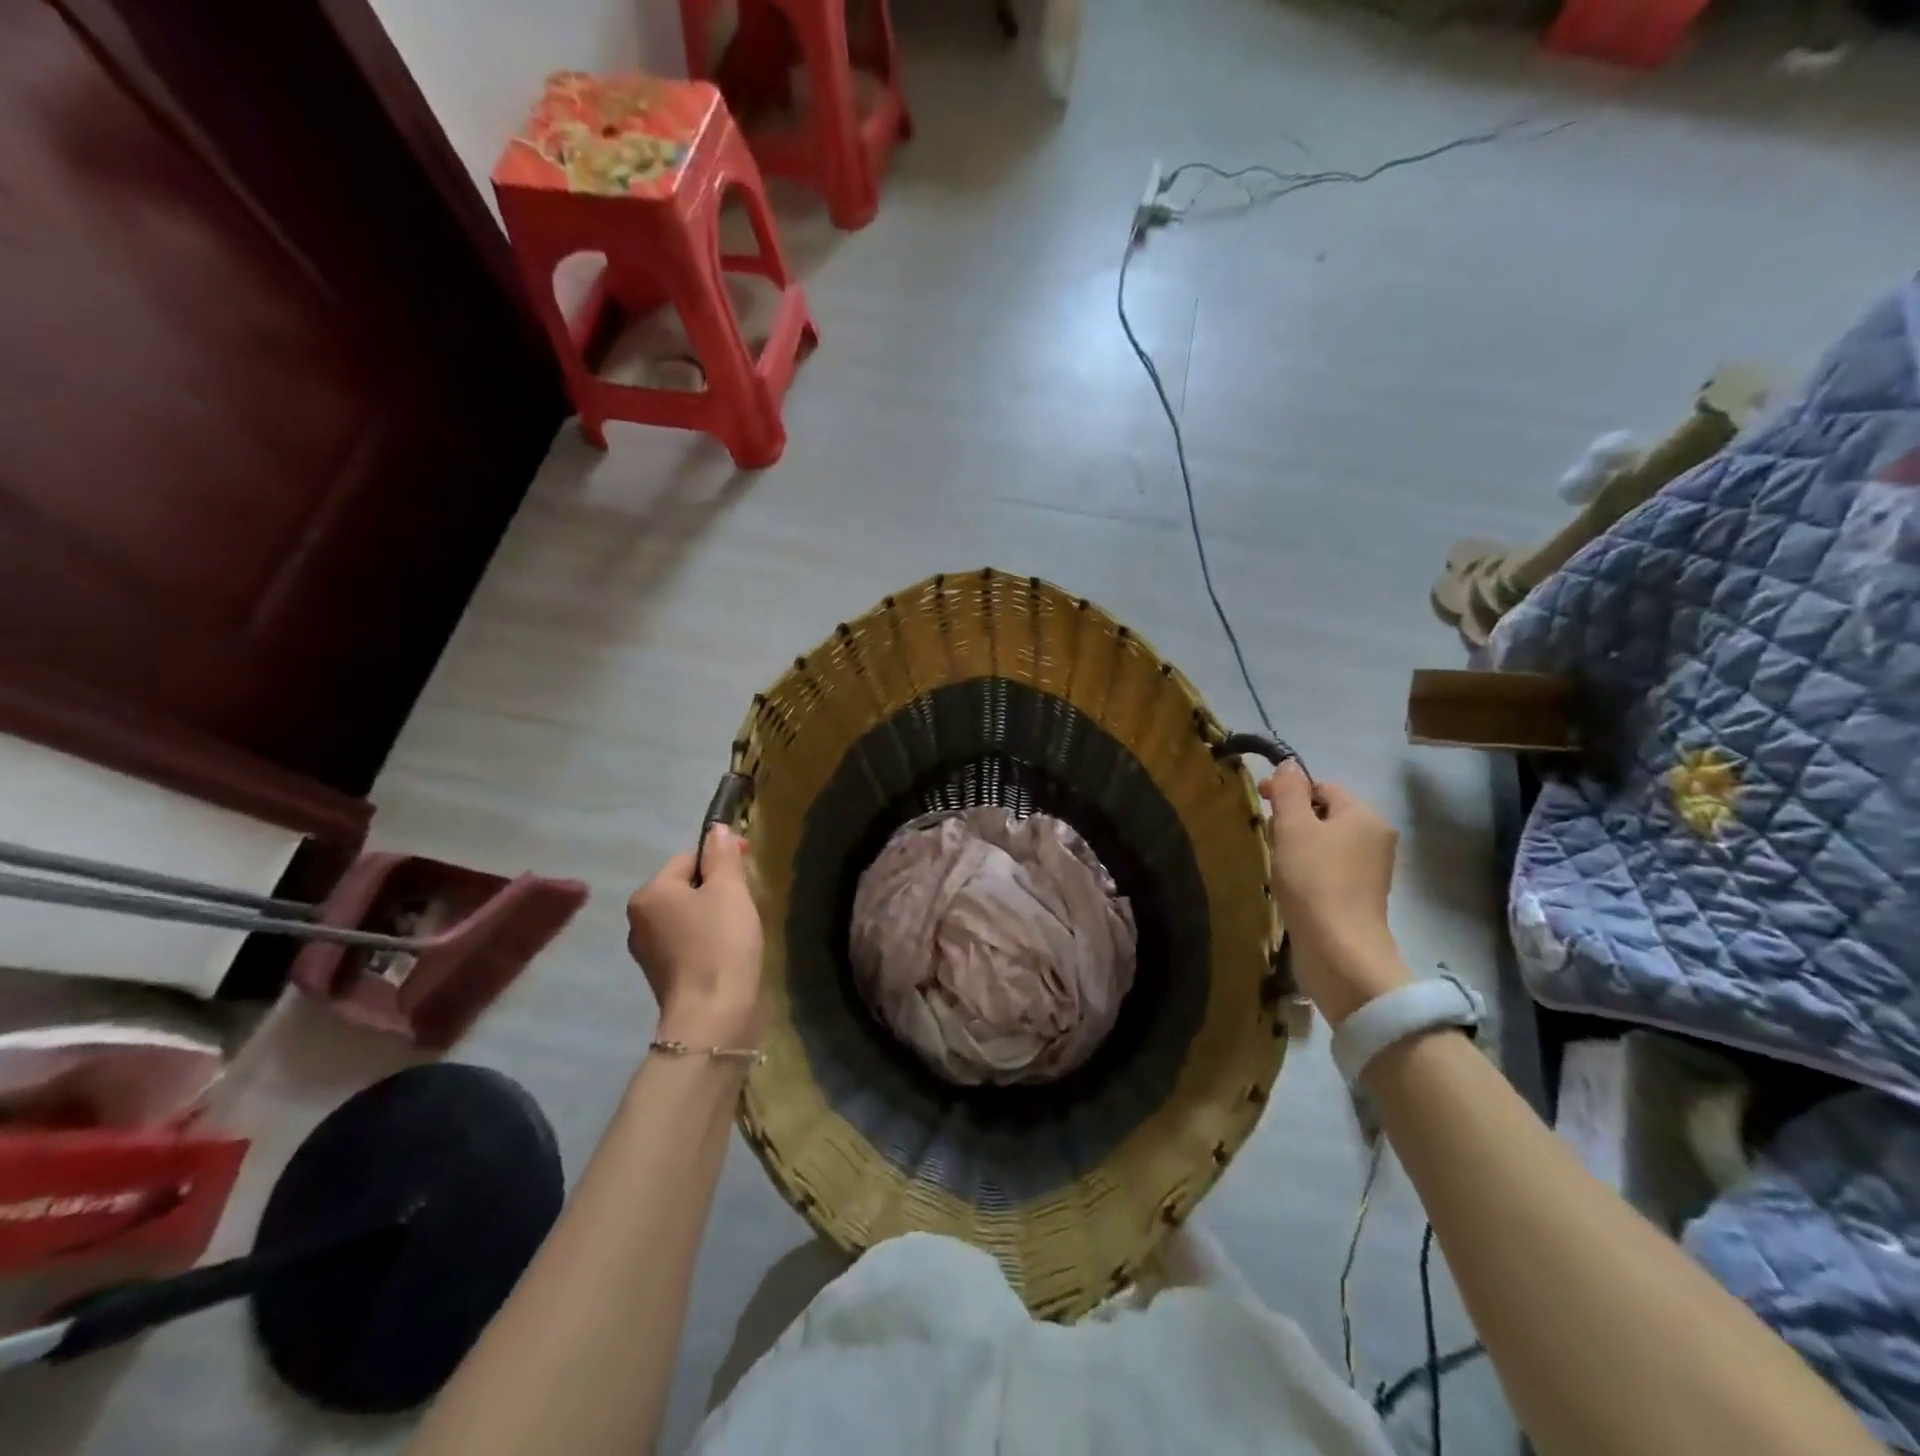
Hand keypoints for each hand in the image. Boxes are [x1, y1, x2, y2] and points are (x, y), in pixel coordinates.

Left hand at [627, 825, 764, 1047]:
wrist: (713, 1015)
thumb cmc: (720, 943)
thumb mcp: (729, 889)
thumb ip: (722, 855)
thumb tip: (717, 829)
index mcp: (650, 893)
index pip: (688, 858)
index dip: (721, 858)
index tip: (749, 868)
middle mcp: (639, 919)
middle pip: (685, 886)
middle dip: (716, 887)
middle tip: (747, 900)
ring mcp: (648, 951)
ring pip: (687, 915)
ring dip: (712, 914)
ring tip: (741, 927)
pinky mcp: (663, 976)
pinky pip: (687, 942)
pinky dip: (707, 940)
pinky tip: (728, 951)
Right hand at [1259, 761, 1410, 1025]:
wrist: (1339, 950)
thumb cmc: (1314, 881)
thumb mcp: (1293, 827)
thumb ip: (1288, 791)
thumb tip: (1289, 766)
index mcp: (1364, 815)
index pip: (1323, 786)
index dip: (1289, 791)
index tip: (1260, 804)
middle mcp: (1375, 838)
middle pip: (1326, 814)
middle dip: (1293, 820)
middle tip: (1267, 836)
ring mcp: (1371, 870)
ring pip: (1326, 843)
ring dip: (1298, 846)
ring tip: (1276, 862)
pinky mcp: (1360, 897)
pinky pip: (1330, 869)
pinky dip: (1308, 870)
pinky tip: (1291, 885)